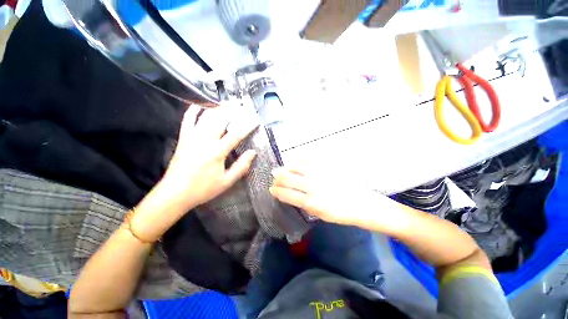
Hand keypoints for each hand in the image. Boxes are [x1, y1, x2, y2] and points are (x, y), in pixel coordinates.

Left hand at [161, 104, 258, 208]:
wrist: (174, 193)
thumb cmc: (203, 189)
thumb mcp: (226, 182)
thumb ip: (241, 166)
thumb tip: (252, 153)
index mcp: (217, 152)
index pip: (236, 135)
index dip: (247, 126)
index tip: (255, 119)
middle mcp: (204, 141)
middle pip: (220, 120)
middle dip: (232, 111)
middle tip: (242, 105)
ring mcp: (192, 138)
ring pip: (206, 118)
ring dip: (217, 109)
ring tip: (227, 103)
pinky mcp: (183, 139)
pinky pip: (187, 121)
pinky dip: (193, 111)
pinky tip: (199, 105)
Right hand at [270, 166, 385, 227]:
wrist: (363, 204)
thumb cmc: (342, 213)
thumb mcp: (321, 215)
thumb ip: (306, 204)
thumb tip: (293, 195)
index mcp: (311, 203)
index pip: (287, 195)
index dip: (277, 191)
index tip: (271, 188)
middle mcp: (312, 188)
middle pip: (289, 179)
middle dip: (278, 177)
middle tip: (274, 175)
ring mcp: (320, 176)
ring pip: (297, 167)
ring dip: (287, 167)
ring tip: (283, 167)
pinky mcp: (327, 168)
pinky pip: (309, 161)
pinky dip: (299, 160)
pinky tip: (295, 160)